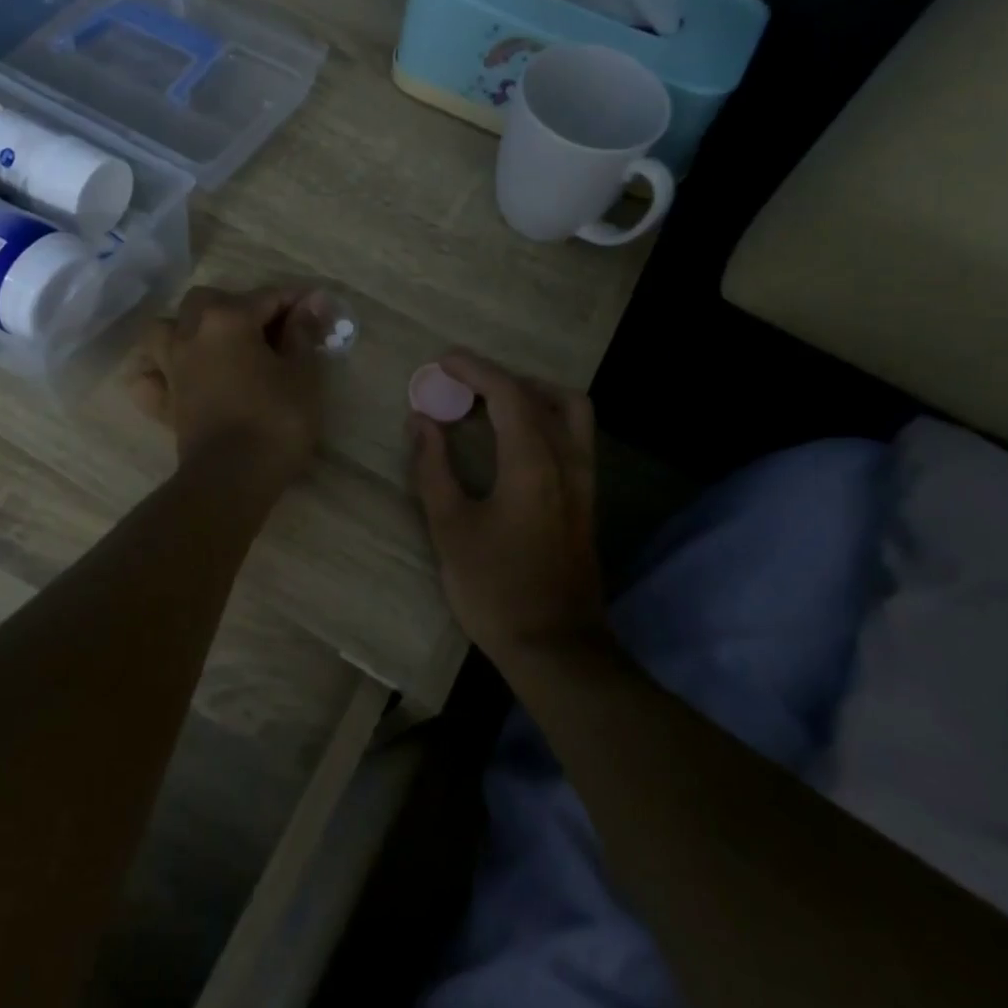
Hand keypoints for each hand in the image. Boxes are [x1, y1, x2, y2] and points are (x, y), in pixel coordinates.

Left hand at [129, 285, 326, 485]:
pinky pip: (151, 376)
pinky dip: (160, 371)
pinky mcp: (163, 400)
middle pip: (210, 300)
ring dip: (189, 328)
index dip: (297, 301)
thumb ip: (303, 333)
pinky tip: (177, 377)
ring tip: (214, 343)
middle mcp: (191, 333)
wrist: (232, 478)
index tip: (320, 309)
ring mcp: (171, 366)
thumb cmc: (276, 421)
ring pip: (167, 329)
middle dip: (239, 305)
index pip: (267, 297)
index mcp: (227, 319)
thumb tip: (310, 303)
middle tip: (270, 329)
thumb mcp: (302, 374)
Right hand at [408, 351, 608, 666]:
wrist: (555, 646)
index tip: (444, 361)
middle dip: (500, 378)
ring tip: (492, 403)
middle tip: (462, 384)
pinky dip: (545, 418)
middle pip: (542, 395)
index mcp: (533, 463)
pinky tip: (516, 438)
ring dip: (532, 394)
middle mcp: (567, 460)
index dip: (475, 369)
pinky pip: (574, 435)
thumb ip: (433, 467)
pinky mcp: (586, 499)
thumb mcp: (450, 528)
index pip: (508, 393)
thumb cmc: (495, 588)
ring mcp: (584, 480)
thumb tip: (421, 420)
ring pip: (571, 411)